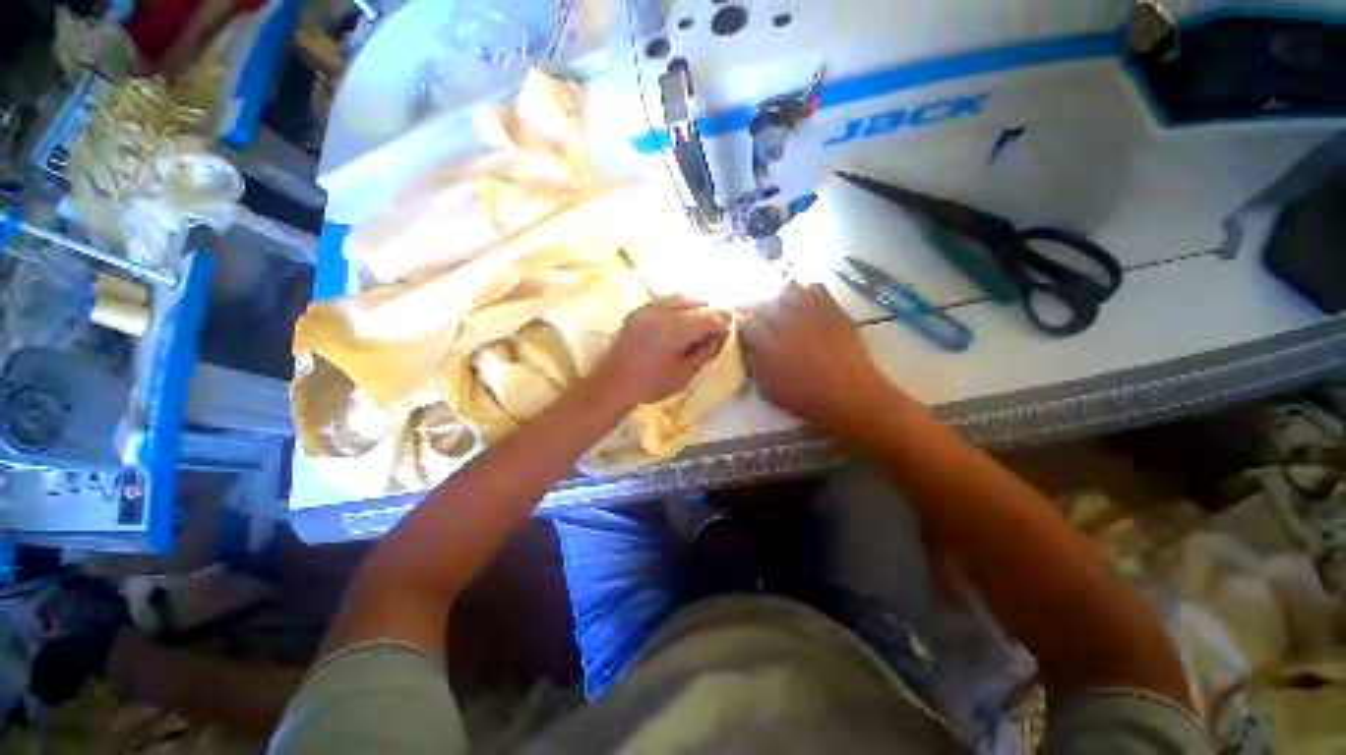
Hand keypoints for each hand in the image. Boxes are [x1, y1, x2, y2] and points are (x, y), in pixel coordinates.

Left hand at [592, 296, 730, 406]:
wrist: (613, 383)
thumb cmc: (652, 384)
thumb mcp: (685, 373)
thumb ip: (705, 351)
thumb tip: (720, 335)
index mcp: (676, 328)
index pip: (708, 318)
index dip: (722, 324)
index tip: (728, 332)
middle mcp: (663, 312)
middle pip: (695, 305)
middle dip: (710, 312)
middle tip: (719, 324)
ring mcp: (648, 308)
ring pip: (680, 299)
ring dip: (695, 306)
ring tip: (703, 317)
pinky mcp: (638, 311)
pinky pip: (664, 301)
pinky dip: (678, 305)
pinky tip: (682, 315)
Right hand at [741, 282, 892, 433]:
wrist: (851, 396)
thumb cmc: (806, 399)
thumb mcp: (768, 391)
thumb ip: (755, 366)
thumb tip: (751, 349)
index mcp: (768, 345)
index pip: (746, 322)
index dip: (744, 325)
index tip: (746, 332)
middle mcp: (787, 322)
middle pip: (764, 303)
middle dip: (758, 311)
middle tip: (762, 322)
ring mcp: (812, 313)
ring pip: (787, 288)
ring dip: (781, 298)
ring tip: (784, 310)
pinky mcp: (832, 309)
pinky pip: (815, 287)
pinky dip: (807, 293)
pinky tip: (807, 306)